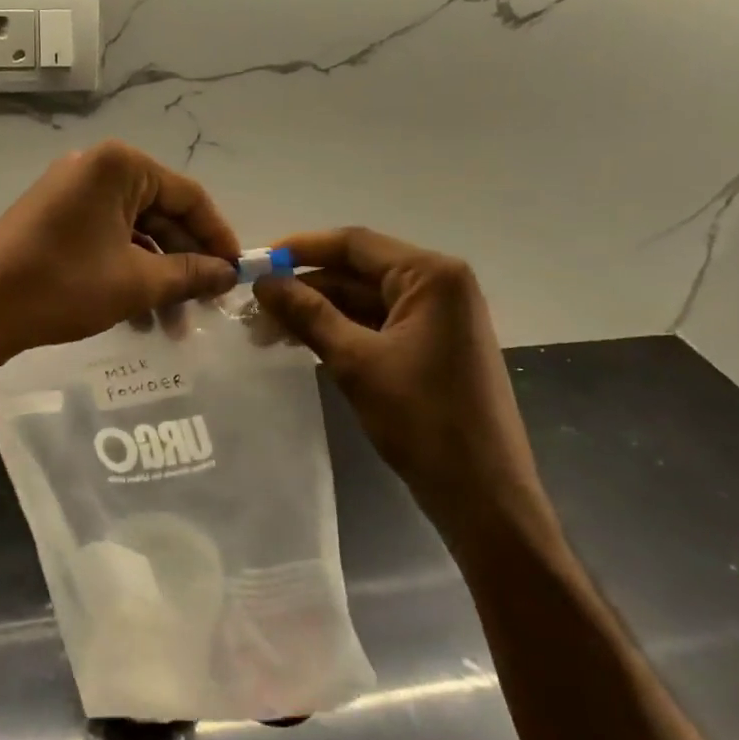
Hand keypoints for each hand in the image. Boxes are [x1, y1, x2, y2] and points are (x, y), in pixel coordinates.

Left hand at [0, 140, 239, 369]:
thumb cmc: (63, 285)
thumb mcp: (137, 282)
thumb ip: (190, 274)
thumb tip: (229, 275)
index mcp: (120, 166)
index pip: (189, 196)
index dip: (218, 237)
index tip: (236, 274)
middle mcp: (97, 168)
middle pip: (161, 214)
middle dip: (186, 264)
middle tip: (206, 306)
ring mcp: (71, 192)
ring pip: (134, 232)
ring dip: (158, 276)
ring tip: (172, 326)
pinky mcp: (54, 217)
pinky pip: (106, 238)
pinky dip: (127, 271)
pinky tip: (139, 316)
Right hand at [253, 228, 543, 521]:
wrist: (484, 496)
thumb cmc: (424, 421)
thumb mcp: (357, 362)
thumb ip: (309, 314)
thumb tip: (263, 282)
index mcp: (432, 275)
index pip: (355, 244)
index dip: (301, 249)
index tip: (255, 263)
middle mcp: (439, 284)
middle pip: (359, 270)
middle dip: (306, 286)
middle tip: (254, 306)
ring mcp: (438, 317)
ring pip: (365, 299)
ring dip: (318, 311)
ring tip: (267, 329)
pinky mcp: (432, 345)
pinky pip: (378, 324)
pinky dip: (341, 330)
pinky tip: (302, 342)